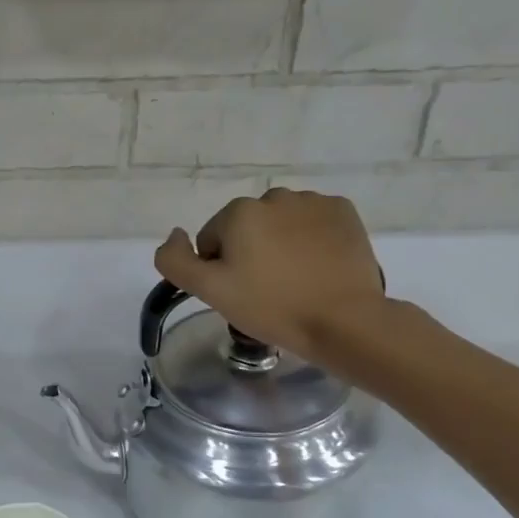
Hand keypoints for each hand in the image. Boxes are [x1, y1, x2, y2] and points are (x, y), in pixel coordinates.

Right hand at [154, 188, 387, 365]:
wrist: (343, 321)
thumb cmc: (271, 306)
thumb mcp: (209, 290)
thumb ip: (175, 260)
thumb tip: (174, 234)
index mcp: (239, 212)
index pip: (212, 240)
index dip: (220, 269)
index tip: (239, 293)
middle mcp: (275, 196)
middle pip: (246, 228)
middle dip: (249, 253)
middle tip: (265, 290)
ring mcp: (314, 202)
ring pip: (280, 223)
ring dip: (280, 244)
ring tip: (294, 280)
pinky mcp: (344, 213)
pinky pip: (313, 223)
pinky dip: (311, 240)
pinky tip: (317, 267)